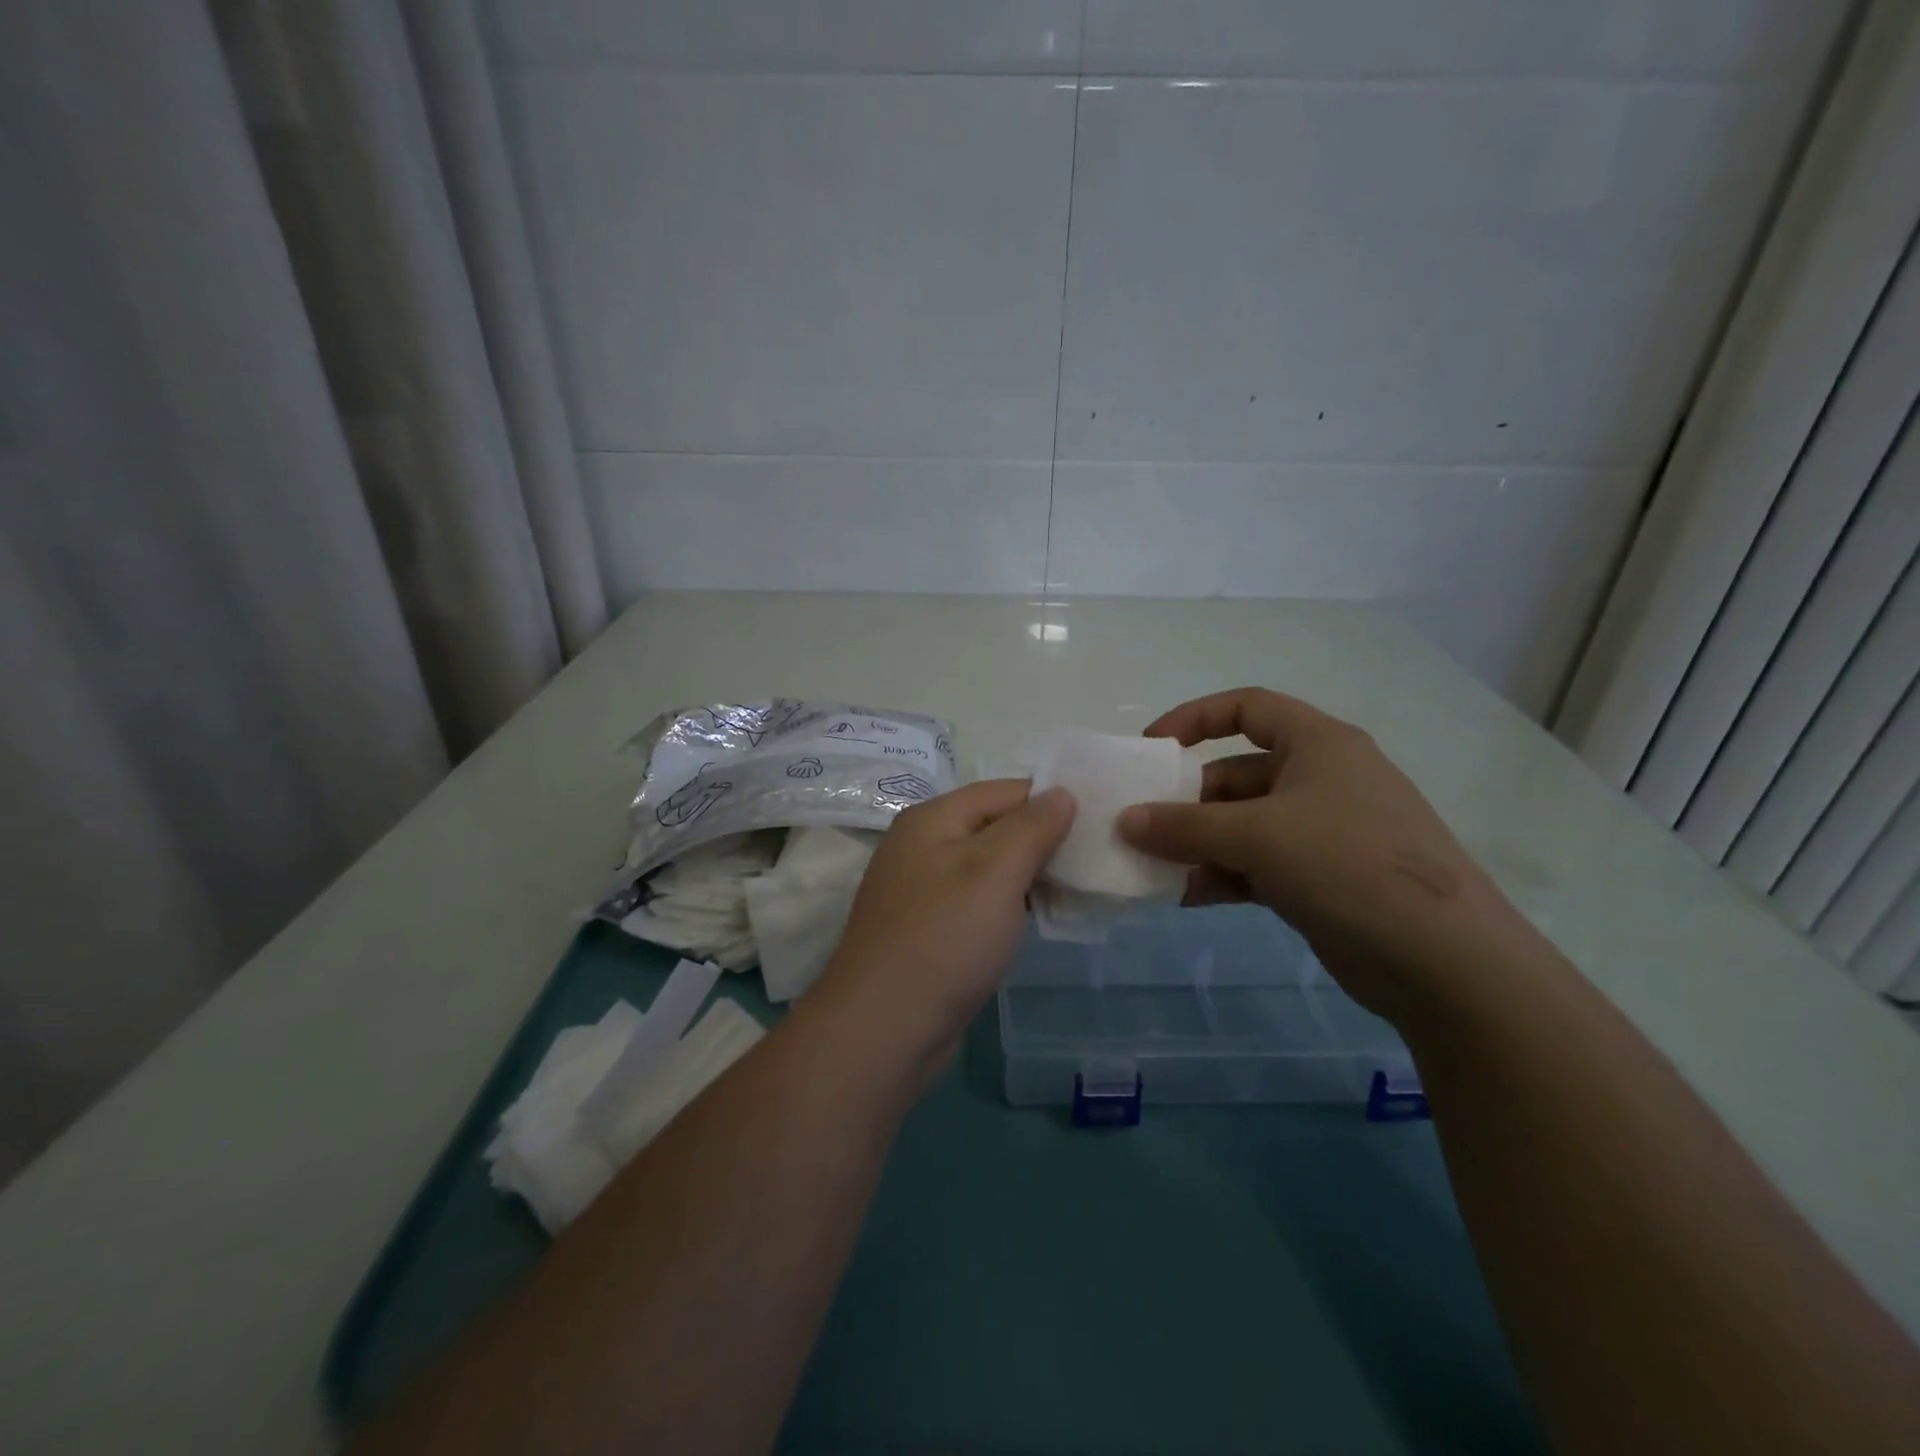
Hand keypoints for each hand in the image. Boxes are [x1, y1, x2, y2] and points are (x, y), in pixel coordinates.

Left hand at [809, 780, 1074, 1081]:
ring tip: (1079, 889)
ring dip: (1031, 875)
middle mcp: (923, 845)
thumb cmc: (944, 939)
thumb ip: (1032, 827)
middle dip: (1045, 840)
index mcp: (933, 819)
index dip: (1052, 801)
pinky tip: (1040, 919)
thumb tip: (1062, 792)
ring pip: (990, 866)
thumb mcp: (995, 872)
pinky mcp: (931, 928)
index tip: (1100, 821)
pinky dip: (1010, 904)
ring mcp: (924, 889)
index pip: (1005, 791)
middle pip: (996, 826)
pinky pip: (980, 901)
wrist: (885, 1028)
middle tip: (1096, 859)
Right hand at [1116, 688, 1512, 1021]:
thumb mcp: (1258, 836)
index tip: (1151, 749)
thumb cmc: (1349, 865)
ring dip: (1198, 844)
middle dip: (1186, 801)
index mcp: (1318, 745)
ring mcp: (1322, 832)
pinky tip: (1187, 897)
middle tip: (1141, 827)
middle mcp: (1320, 779)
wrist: (1444, 962)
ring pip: (1242, 825)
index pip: (1248, 707)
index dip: (1194, 718)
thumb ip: (1185, 827)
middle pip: (1236, 774)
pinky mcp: (1320, 879)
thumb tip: (1125, 820)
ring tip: (1155, 868)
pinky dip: (1221, 876)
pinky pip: (1256, 865)